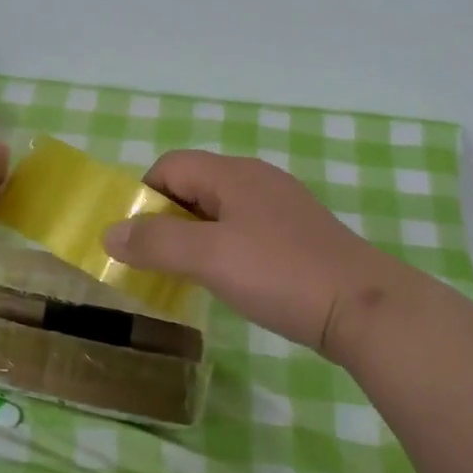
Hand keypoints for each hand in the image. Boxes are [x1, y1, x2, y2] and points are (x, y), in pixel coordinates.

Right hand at [101, 150, 417, 361]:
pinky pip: (245, 228)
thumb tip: (110, 232)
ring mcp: (282, 205)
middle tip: (159, 262)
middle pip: (195, 184)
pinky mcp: (298, 233)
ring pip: (220, 209)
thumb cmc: (280, 273)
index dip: (145, 196)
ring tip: (190, 274)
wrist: (362, 307)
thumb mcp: (209, 257)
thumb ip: (156, 243)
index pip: (171, 165)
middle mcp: (257, 179)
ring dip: (196, 235)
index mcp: (233, 174)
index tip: (138, 240)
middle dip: (168, 218)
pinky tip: (233, 279)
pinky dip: (225, 246)